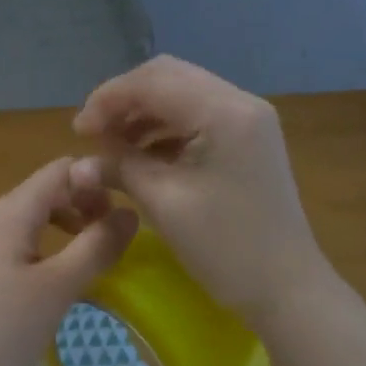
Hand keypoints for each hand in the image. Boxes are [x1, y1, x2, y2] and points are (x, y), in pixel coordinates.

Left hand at [0, 158, 138, 365]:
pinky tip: (37, 294)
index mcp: (7, 212)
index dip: (95, 182)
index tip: (121, 217)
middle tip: (107, 244)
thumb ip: (97, 246)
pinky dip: (30, 256)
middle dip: (78, 209)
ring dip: (56, 235)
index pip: (59, 170)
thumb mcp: (59, 288)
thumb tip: (130, 212)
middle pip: (39, 195)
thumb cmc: (0, 330)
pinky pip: (1, 251)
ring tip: (79, 268)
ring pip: (20, 224)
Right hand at [70, 56, 328, 325]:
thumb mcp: (165, 203)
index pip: (153, 81)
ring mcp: (248, 118)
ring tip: (112, 147)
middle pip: (168, 77)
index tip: (77, 132)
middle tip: (92, 135)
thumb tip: (80, 161)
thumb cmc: (226, 248)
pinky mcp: (248, 138)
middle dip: (124, 101)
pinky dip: (165, 129)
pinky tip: (142, 155)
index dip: (108, 100)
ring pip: (182, 94)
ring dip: (143, 114)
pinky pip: (197, 116)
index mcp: (224, 111)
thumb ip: (121, 167)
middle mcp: (240, 101)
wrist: (287, 288)